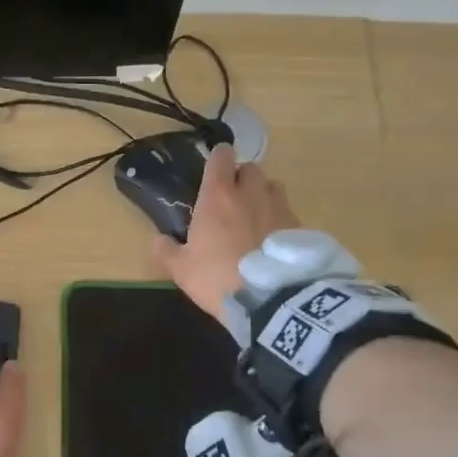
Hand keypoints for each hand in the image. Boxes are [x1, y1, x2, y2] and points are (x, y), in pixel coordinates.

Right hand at [154, 145, 299, 326]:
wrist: (269, 300)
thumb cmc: (216, 277)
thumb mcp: (182, 269)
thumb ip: (167, 250)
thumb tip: (158, 239)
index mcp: (218, 196)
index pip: (221, 157)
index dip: (218, 158)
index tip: (214, 168)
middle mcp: (250, 193)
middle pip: (251, 168)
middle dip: (242, 178)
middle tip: (233, 198)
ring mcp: (278, 207)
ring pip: (273, 186)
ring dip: (264, 195)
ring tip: (256, 216)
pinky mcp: (299, 226)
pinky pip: (288, 212)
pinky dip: (280, 219)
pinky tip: (273, 240)